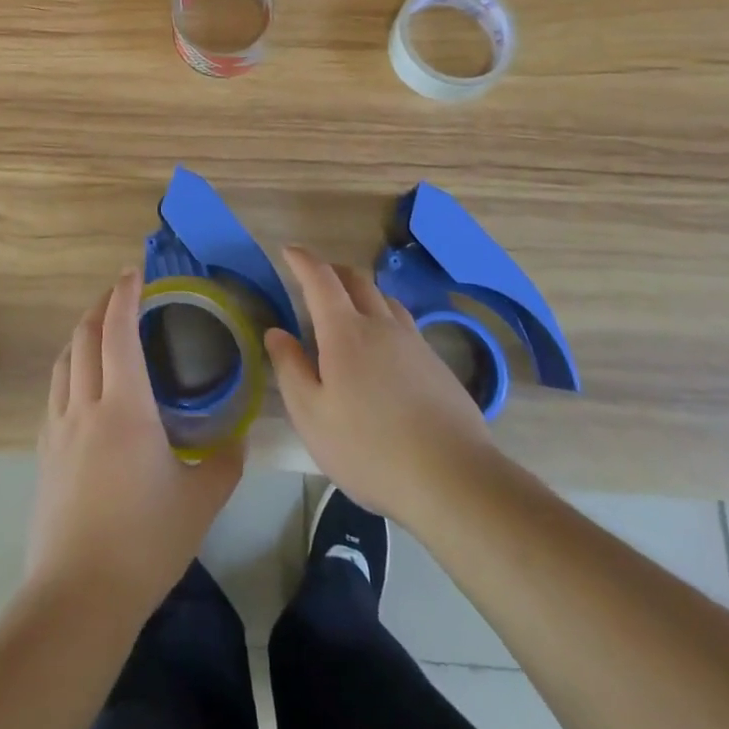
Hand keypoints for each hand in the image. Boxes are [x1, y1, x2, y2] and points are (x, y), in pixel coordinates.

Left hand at [26, 269, 243, 616]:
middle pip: (84, 336)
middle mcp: (86, 405)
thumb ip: (225, 464)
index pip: (118, 330)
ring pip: (64, 360)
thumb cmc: (144, 543)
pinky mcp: (44, 453)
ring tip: (99, 328)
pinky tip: (80, 383)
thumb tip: (240, 439)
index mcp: (124, 407)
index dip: (125, 295)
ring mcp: (59, 428)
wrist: (78, 596)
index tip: (135, 272)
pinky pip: (55, 391)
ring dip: (81, 333)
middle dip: (101, 305)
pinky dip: (69, 368)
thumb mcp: (200, 503)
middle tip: (121, 293)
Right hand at [265, 245, 494, 527]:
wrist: (452, 478)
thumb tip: (277, 332)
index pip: (320, 279)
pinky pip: (405, 324)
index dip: (302, 260)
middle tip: (315, 280)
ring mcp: (414, 342)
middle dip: (332, 270)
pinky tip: (384, 348)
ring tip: (349, 310)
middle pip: (356, 280)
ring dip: (362, 292)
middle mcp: (380, 325)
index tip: (289, 251)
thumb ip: (290, 369)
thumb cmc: (369, 449)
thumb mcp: (312, 416)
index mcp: (345, 332)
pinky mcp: (437, 364)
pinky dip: (385, 318)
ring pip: (384, 299)